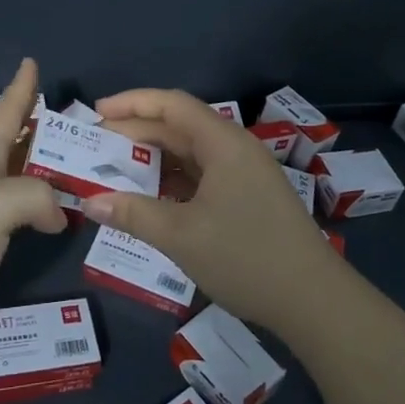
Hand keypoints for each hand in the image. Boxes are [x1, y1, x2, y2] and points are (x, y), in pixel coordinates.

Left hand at [0, 59, 65, 362]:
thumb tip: (56, 213)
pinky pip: (9, 213)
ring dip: (38, 167)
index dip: (20, 88)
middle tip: (72, 122)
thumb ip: (35, 196)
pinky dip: (32, 207)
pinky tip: (45, 219)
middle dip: (36, 127)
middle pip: (9, 143)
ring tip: (69, 164)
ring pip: (11, 178)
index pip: (4, 113)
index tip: (30, 61)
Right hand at [84, 88, 344, 333]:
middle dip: (136, 132)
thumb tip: (90, 203)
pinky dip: (172, 180)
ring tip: (114, 169)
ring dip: (154, 158)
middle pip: (179, 127)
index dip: (132, 102)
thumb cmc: (246, 258)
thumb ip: (133, 214)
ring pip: (190, 153)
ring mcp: (244, 174)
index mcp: (223, 143)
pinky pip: (202, 175)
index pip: (172, 105)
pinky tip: (150, 196)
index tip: (96, 113)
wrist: (314, 301)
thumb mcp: (181, 236)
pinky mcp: (248, 198)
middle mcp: (234, 149)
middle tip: (95, 146)